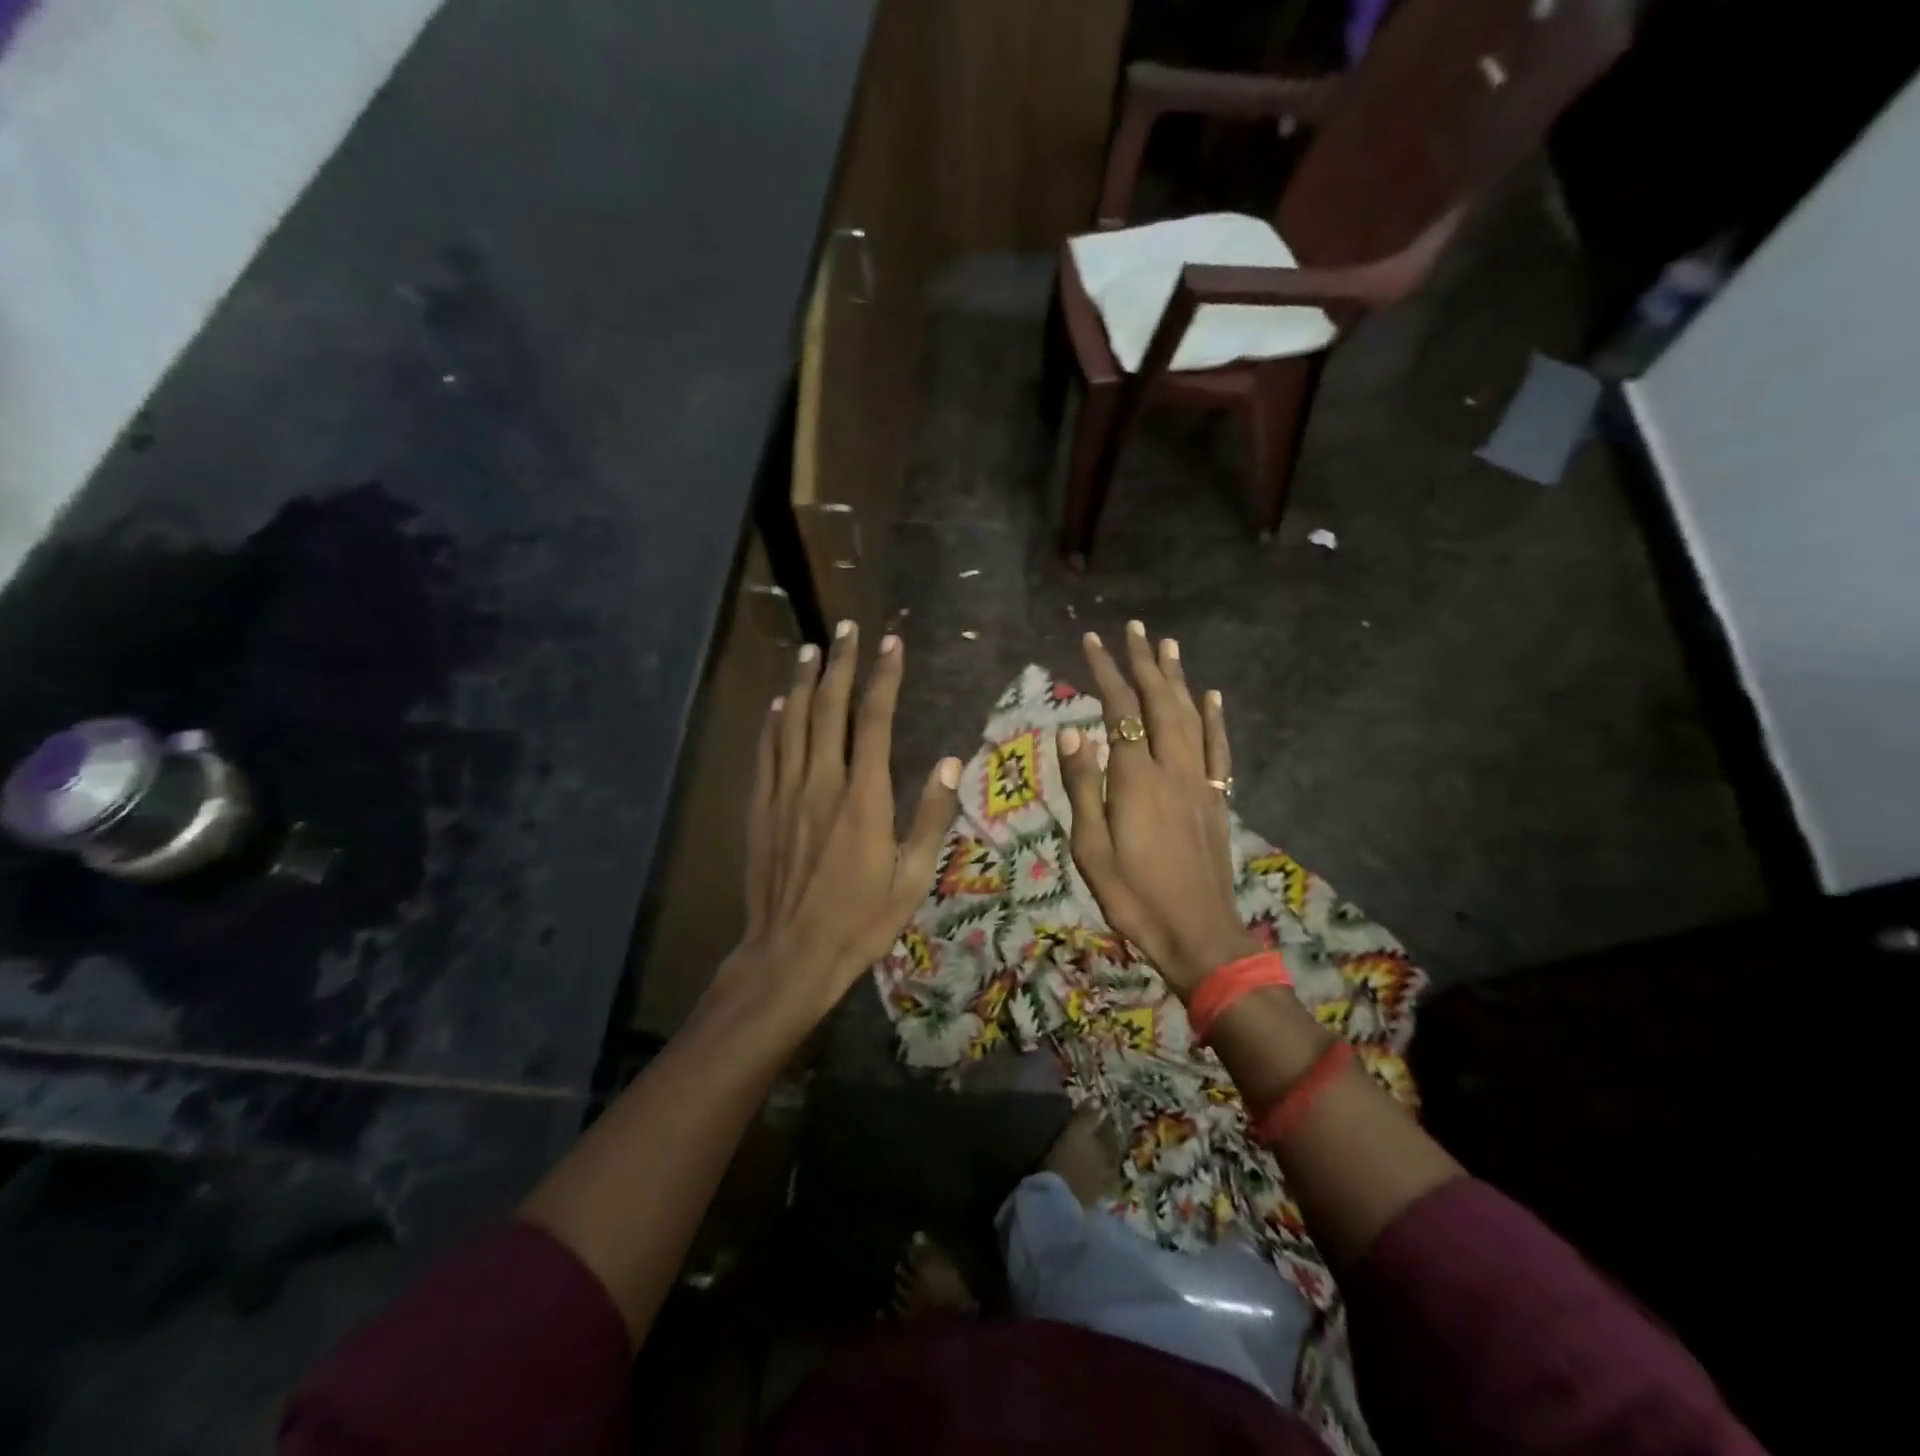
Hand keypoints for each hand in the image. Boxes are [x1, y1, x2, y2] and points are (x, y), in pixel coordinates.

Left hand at [709, 621, 960, 1035]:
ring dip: (804, 681)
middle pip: (829, 708)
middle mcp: (820, 782)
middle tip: (848, 627)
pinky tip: (779, 702)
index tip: (891, 643)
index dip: (883, 677)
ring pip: (793, 721)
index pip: (874, 719)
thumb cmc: (859, 920)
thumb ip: (931, 816)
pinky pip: (766, 752)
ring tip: (813, 649)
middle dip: (841, 663)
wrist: (789, 954)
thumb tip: (948, 762)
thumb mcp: (912, 877)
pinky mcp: (760, 808)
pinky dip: (773, 721)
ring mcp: (784, 793)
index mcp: (863, 796)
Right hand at [1058, 621, 1257, 994]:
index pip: (1120, 710)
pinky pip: (1218, 750)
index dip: (1106, 672)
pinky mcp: (1216, 800)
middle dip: (1145, 662)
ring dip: (1178, 678)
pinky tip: (1211, 696)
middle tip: (1135, 628)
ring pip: (1190, 716)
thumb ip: (1082, 785)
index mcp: (1136, 778)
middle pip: (1159, 702)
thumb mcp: (1091, 847)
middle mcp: (1172, 768)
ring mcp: (1200, 782)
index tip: (1092, 641)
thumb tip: (1072, 730)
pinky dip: (1215, 718)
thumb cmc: (1133, 896)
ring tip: (1168, 645)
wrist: (1198, 934)